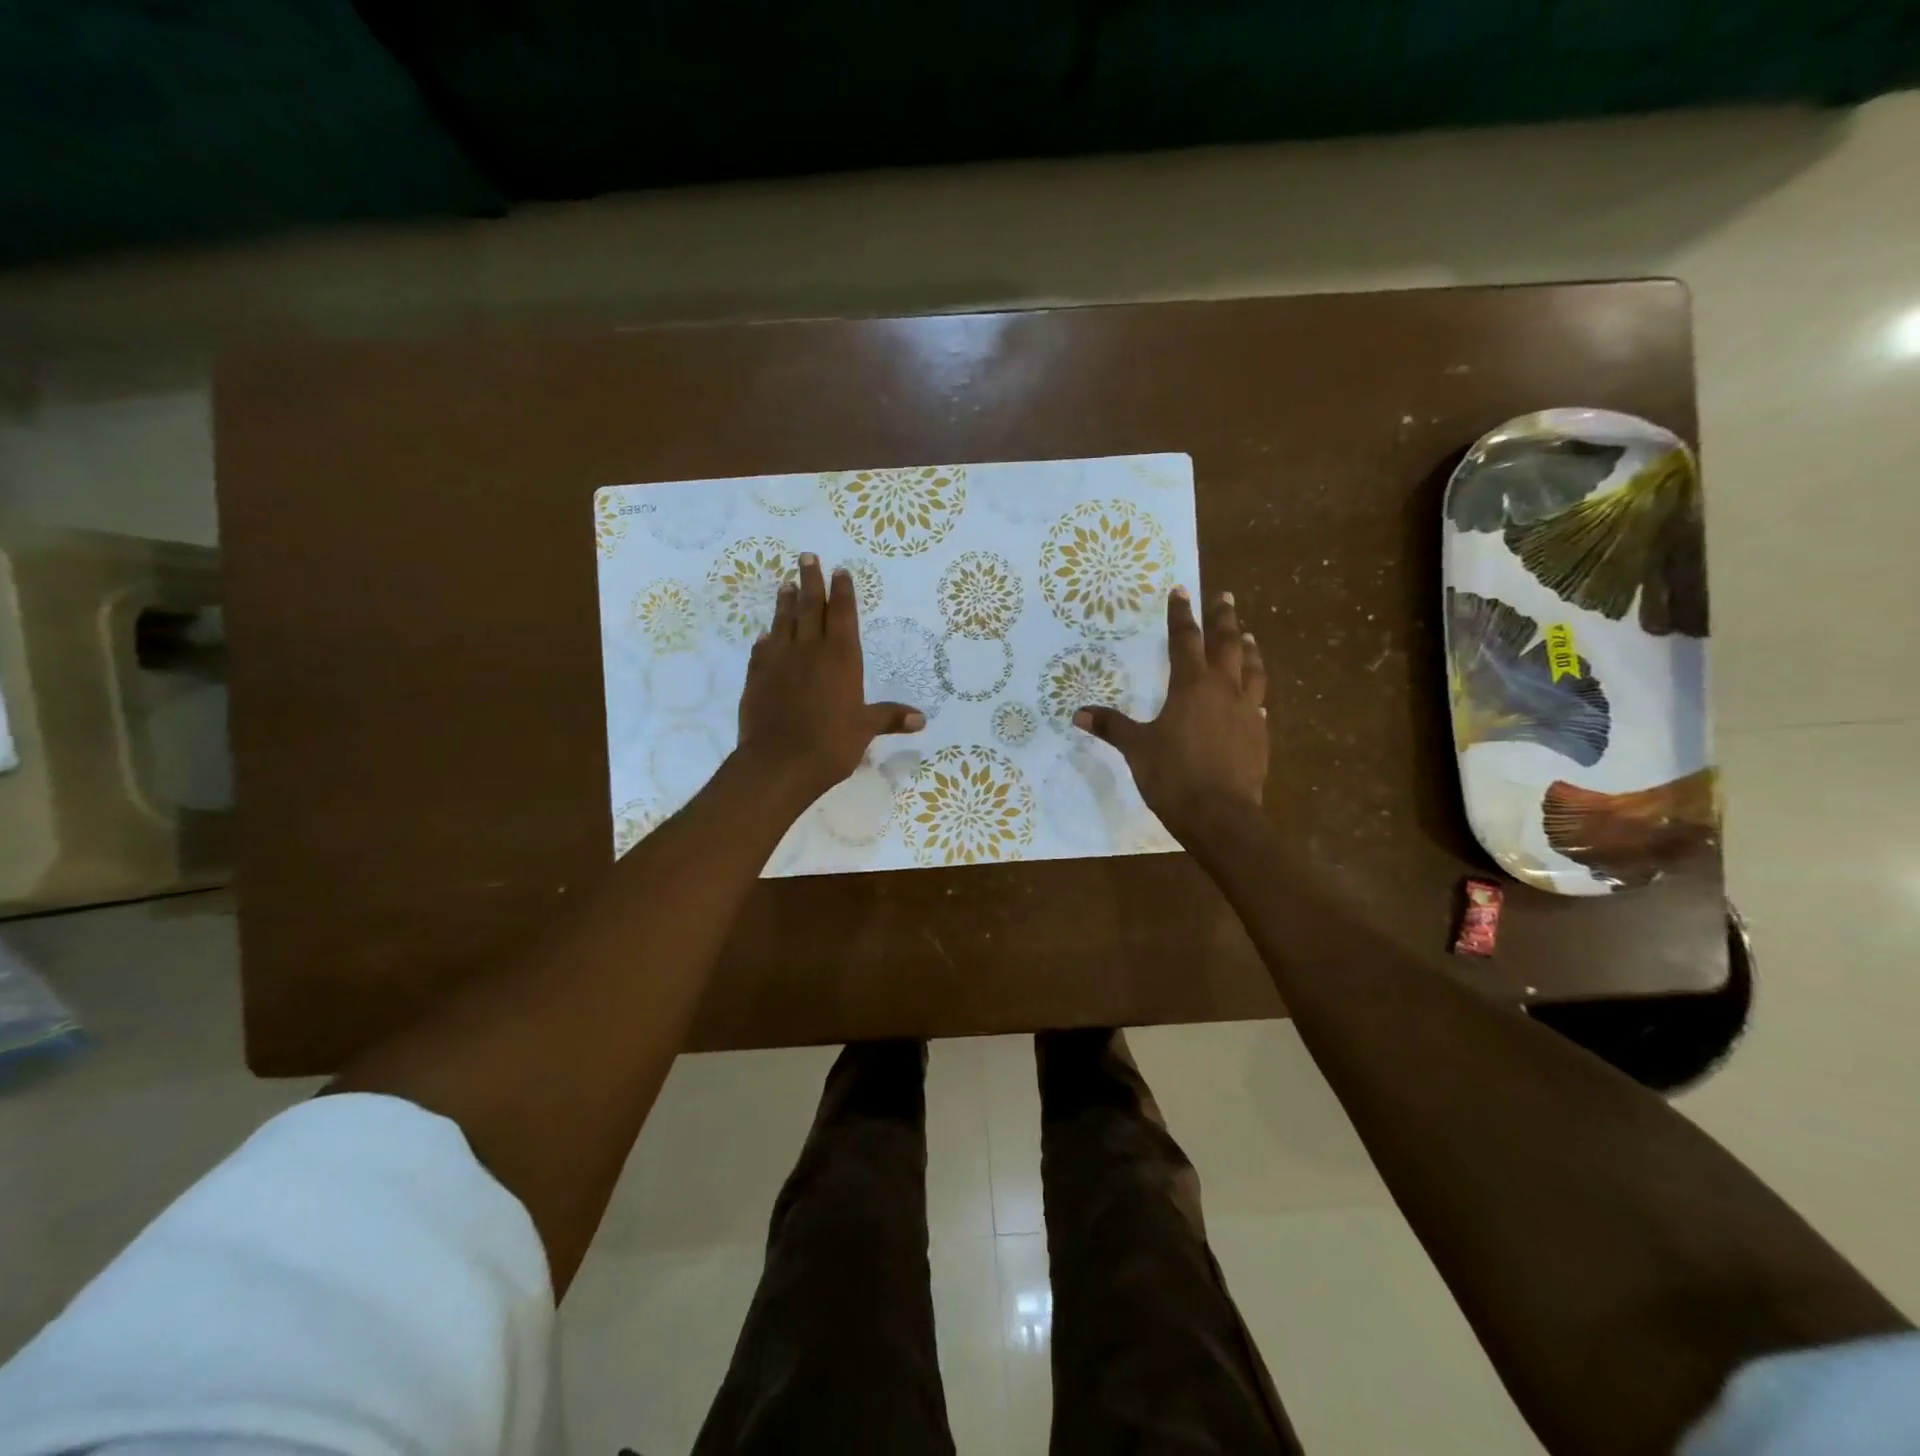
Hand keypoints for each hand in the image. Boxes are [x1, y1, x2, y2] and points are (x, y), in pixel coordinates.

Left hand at [735, 552, 925, 808]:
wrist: (778, 763)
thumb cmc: (830, 744)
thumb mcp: (865, 730)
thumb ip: (889, 718)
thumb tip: (921, 719)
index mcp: (841, 658)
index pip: (843, 615)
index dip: (842, 592)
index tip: (839, 571)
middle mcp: (810, 650)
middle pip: (810, 607)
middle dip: (810, 581)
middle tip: (807, 557)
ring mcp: (779, 661)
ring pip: (783, 622)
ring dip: (786, 602)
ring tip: (786, 584)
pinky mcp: (757, 677)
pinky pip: (762, 650)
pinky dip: (766, 639)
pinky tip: (765, 635)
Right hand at [1074, 588, 1267, 839]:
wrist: (1221, 817)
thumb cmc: (1174, 777)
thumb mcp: (1136, 749)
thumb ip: (1111, 727)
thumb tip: (1079, 713)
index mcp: (1191, 687)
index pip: (1185, 640)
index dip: (1180, 614)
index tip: (1180, 590)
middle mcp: (1223, 691)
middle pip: (1226, 645)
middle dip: (1223, 618)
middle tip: (1224, 596)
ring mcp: (1246, 713)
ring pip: (1251, 670)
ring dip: (1248, 650)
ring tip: (1248, 636)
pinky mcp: (1259, 737)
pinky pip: (1258, 705)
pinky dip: (1254, 694)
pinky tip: (1254, 700)